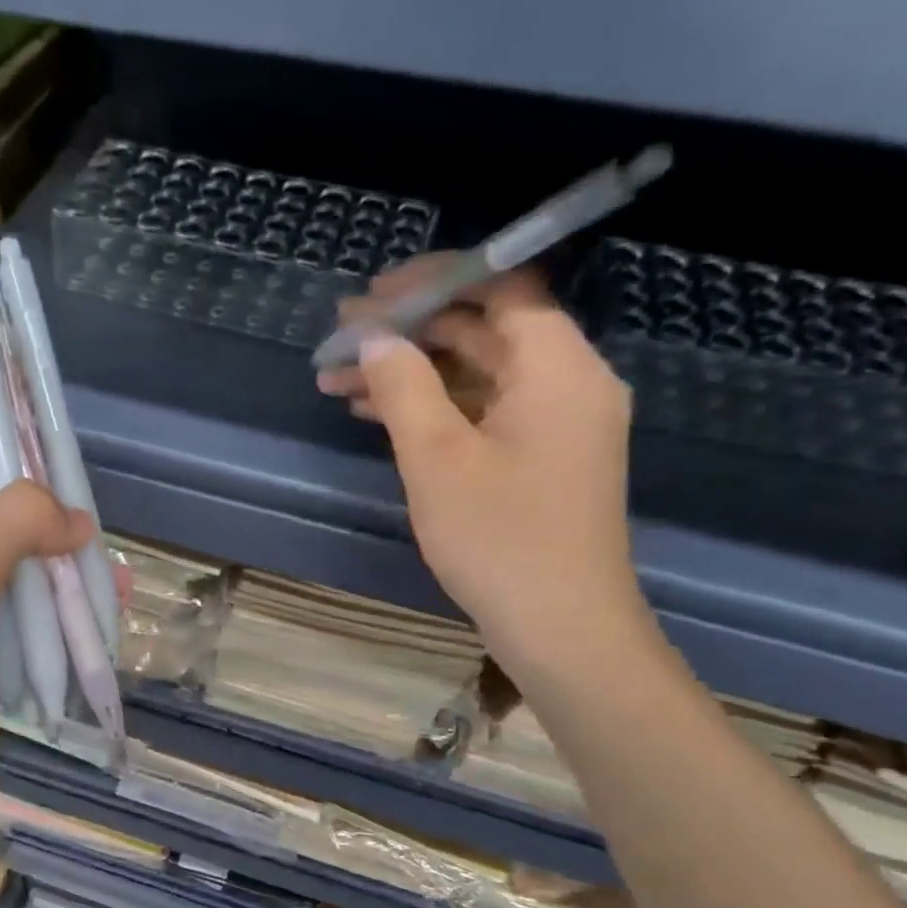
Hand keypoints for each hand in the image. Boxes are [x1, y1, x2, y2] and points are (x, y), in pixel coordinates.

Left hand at [0, 476, 91, 836]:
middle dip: (58, 534)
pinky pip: (33, 634)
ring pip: (26, 584)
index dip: (14, 460)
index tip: (65, 465)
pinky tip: (103, 625)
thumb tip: (80, 521)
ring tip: (119, 587)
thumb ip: (21, 520)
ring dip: (68, 586)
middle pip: (8, 529)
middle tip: (102, 540)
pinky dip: (64, 631)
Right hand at [316, 259, 644, 667]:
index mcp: (557, 366)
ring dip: (412, 374)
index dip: (435, 280)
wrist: (560, 627)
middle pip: (484, 329)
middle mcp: (566, 382)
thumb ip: (403, 386)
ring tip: (339, 382)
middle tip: (341, 340)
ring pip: (477, 375)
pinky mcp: (540, 459)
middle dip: (409, 331)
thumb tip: (374, 337)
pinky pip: (484, 412)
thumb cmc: (499, 539)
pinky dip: (435, 408)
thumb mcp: (437, 458)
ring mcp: (555, 424)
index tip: (372, 296)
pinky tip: (378, 416)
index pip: (501, 287)